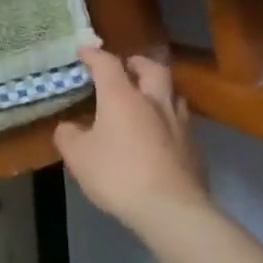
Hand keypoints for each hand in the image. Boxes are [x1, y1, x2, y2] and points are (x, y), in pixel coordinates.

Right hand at [54, 45, 207, 230]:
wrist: (172, 210)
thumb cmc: (118, 175)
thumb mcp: (78, 156)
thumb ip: (69, 135)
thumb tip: (70, 127)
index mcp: (122, 97)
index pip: (107, 63)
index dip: (93, 54)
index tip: (83, 51)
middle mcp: (153, 101)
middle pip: (152, 68)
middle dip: (136, 63)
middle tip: (125, 66)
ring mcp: (179, 124)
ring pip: (173, 93)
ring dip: (158, 89)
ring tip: (145, 98)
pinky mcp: (194, 148)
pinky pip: (181, 120)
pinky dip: (167, 117)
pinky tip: (159, 132)